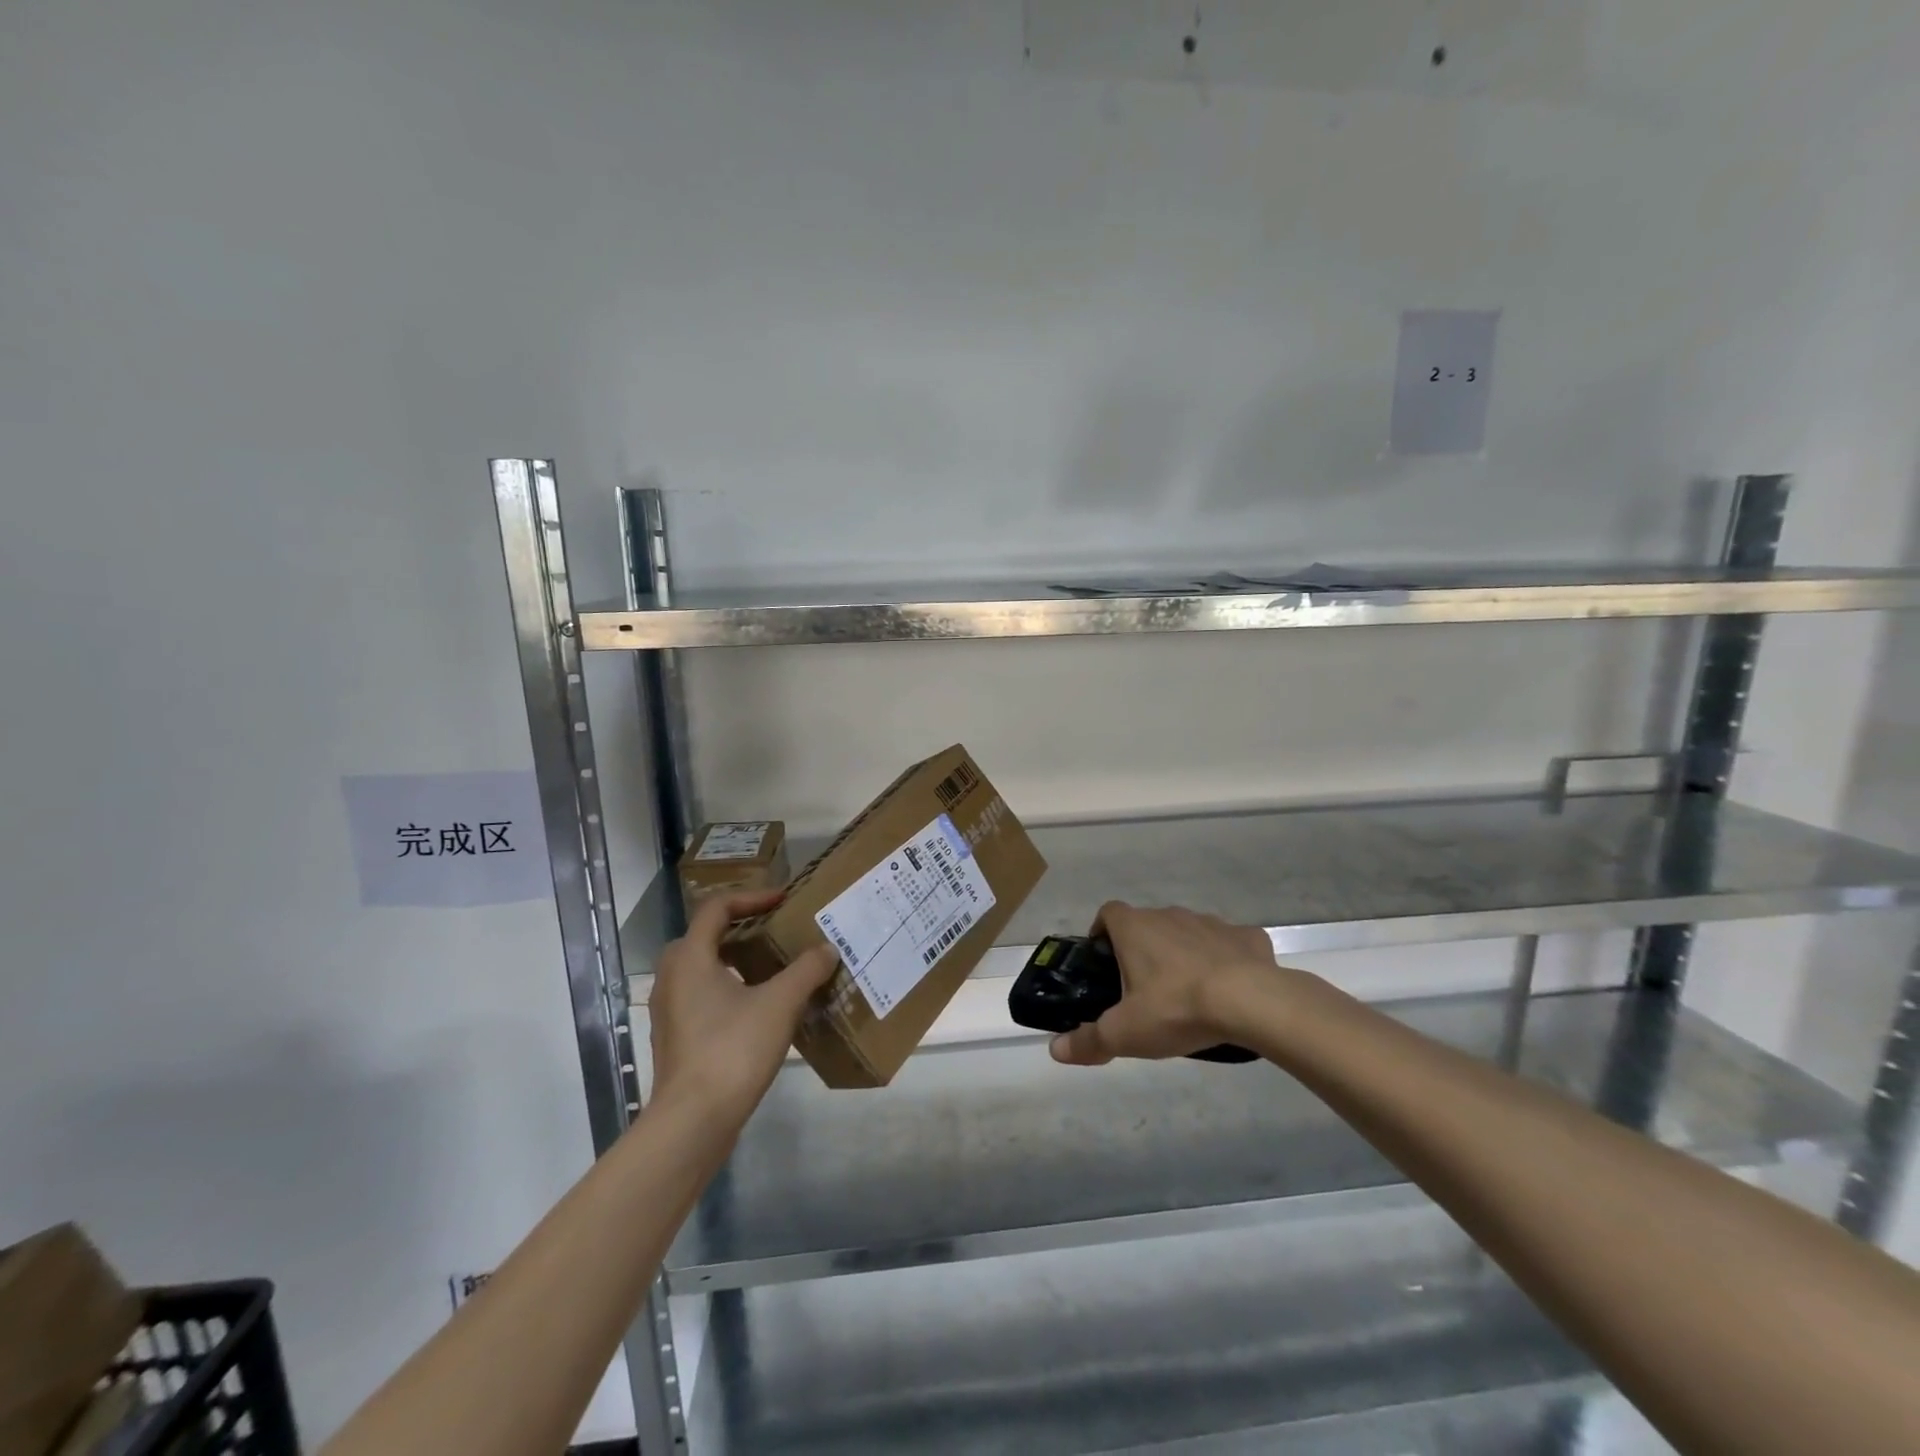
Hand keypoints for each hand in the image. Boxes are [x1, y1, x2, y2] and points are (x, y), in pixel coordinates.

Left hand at [647, 889, 837, 1124]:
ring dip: (734, 959)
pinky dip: (727, 987)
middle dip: (740, 926)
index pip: (716, 908)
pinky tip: (758, 1005)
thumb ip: (807, 970)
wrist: (693, 1122)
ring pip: (701, 967)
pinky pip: (701, 995)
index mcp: (691, 957)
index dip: (752, 897)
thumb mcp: (780, 1004)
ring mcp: (669, 1009)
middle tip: (773, 929)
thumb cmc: (733, 1050)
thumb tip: (828, 949)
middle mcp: (672, 977)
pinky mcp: (676, 1036)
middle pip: (704, 935)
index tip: (782, 900)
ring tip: (771, 965)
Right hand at [1050, 901, 1276, 1065]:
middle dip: (1143, 949)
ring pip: (1187, 933)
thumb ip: (1088, 1040)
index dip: (1102, 933)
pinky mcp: (1246, 936)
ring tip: (1187, 993)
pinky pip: (1229, 943)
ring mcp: (1211, 922)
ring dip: (1183, 954)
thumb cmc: (1176, 1008)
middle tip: (1144, 990)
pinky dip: (1225, 959)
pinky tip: (1230, 990)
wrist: (1250, 1002)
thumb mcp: (1125, 1033)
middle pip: (1147, 924)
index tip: (1104, 962)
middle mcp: (1169, 915)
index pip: (1108, 913)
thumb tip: (1054, 1050)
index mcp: (1135, 928)